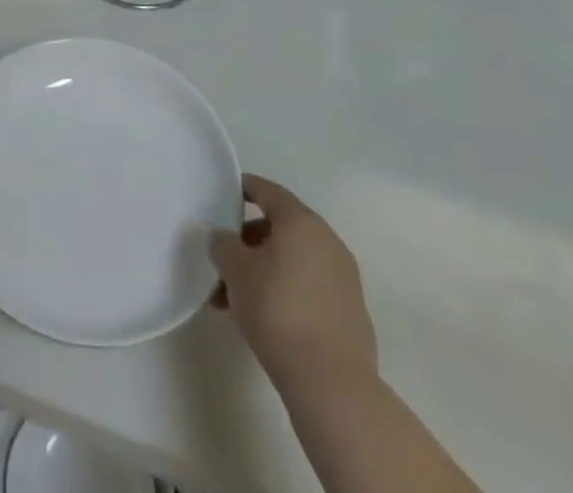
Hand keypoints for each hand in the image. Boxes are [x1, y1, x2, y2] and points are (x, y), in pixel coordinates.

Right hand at [210, 175, 377, 394]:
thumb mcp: (235, 270)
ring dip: (263, 270)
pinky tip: (264, 318)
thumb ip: (222, 243)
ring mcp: (343, 276)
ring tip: (234, 301)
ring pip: (293, 260)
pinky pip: (309, 286)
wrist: (332, 384)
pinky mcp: (350, 310)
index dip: (243, 188)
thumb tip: (223, 238)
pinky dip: (286, 290)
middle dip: (248, 241)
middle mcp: (327, 240)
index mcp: (300, 221)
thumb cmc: (278, 311)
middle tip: (223, 262)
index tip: (223, 196)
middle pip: (280, 227)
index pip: (267, 190)